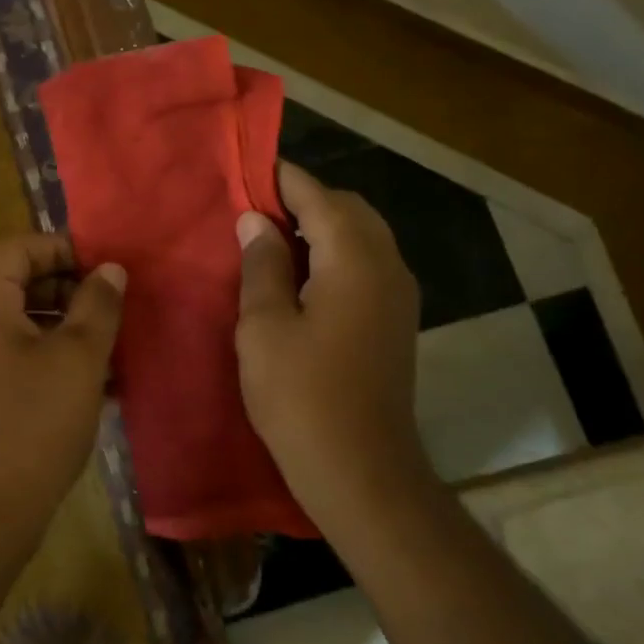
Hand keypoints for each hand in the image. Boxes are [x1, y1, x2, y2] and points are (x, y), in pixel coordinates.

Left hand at [0, 234, 126, 560]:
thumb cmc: (33, 421)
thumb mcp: (78, 357)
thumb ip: (97, 305)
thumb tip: (110, 269)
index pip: (17, 248)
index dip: (61, 249)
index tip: (102, 267)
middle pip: (17, 281)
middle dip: (67, 288)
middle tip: (110, 306)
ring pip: (21, 321)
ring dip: (65, 325)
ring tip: (110, 345)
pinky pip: (16, 354)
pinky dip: (51, 355)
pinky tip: (94, 382)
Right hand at [235, 161, 428, 538]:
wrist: (363, 473)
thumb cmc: (302, 397)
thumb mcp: (264, 325)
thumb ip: (262, 264)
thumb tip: (256, 220)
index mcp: (354, 260)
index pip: (318, 196)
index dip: (281, 179)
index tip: (245, 170)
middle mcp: (386, 266)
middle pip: (347, 209)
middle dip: (303, 199)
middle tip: (253, 208)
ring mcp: (398, 295)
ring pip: (360, 234)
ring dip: (319, 225)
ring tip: (270, 237)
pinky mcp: (395, 320)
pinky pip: (365, 262)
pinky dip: (333, 252)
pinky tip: (299, 274)